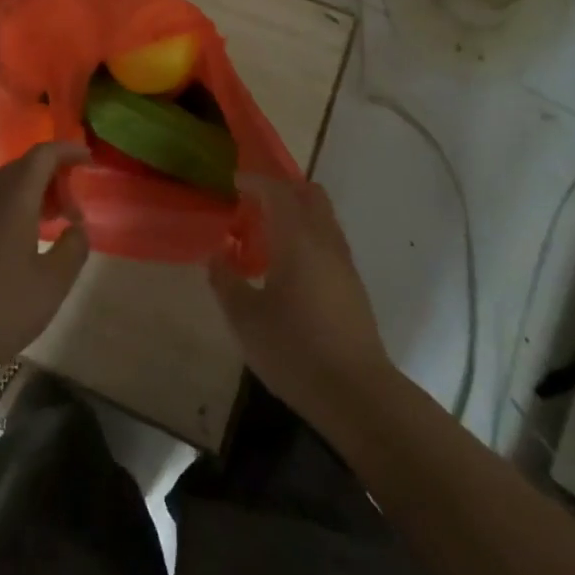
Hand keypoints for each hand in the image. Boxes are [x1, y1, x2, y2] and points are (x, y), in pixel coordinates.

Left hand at [0, 144, 89, 388]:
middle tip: (73, 209)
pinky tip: (17, 246)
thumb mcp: (52, 284)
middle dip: (53, 178)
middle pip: (24, 167)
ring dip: (32, 196)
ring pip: (4, 187)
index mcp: (13, 196)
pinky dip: (11, 211)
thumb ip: (74, 248)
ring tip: (50, 227)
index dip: (69, 151)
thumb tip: (77, 228)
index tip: (89, 160)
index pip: (44, 154)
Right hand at [209, 175, 395, 424]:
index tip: (234, 183)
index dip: (254, 181)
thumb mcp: (246, 320)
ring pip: (322, 216)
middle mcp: (324, 240)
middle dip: (281, 190)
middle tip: (253, 204)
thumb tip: (217, 254)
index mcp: (297, 238)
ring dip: (297, 212)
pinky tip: (290, 266)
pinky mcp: (353, 284)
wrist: (357, 393)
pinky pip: (329, 239)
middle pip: (308, 193)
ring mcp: (343, 261)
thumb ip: (226, 281)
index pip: (277, 191)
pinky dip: (308, 235)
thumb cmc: (295, 351)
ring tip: (268, 235)